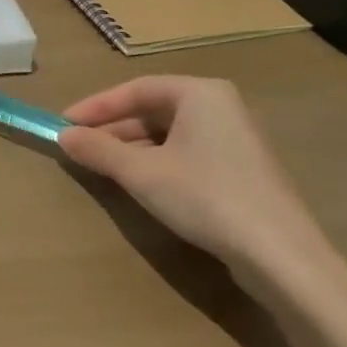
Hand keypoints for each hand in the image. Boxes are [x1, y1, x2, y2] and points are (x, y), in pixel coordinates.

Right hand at [57, 76, 335, 302]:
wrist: (281, 256)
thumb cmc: (205, 197)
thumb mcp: (141, 173)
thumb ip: (99, 149)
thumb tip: (64, 136)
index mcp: (200, 93)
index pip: (136, 89)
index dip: (96, 106)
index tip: (64, 123)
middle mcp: (221, 106)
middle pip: (154, 110)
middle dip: (114, 129)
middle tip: (80, 147)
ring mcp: (236, 139)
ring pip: (171, 133)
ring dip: (133, 148)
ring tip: (103, 167)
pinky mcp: (243, 170)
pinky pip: (189, 152)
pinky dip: (158, 162)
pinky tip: (141, 183)